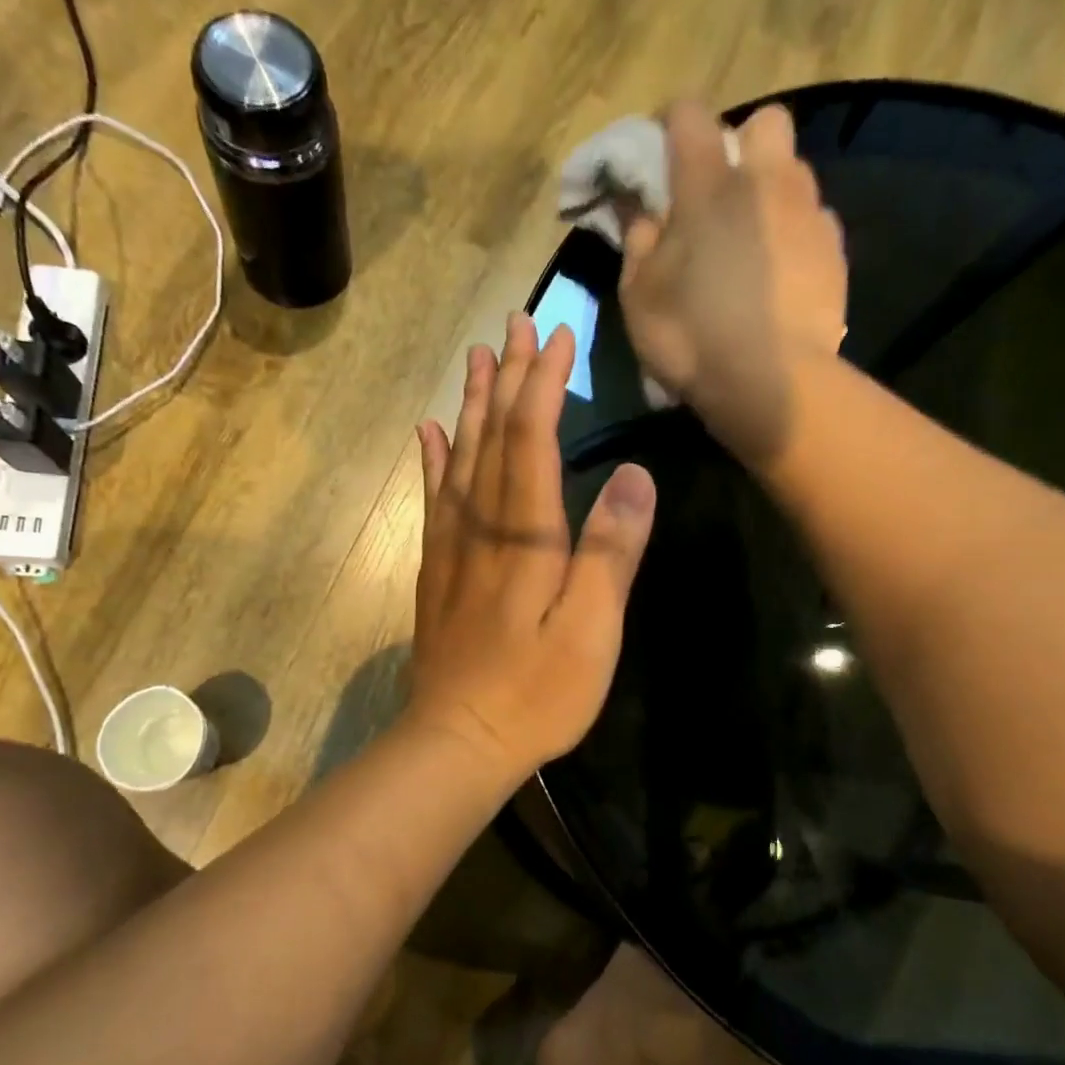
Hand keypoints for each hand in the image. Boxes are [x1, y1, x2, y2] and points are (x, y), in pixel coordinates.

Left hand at [409, 314, 656, 778]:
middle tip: (517, 324)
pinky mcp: (437, 572)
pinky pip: (434, 500)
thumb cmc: (536, 692)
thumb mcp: (592, 631)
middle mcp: (481, 527)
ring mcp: (451, 549)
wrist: (459, 740)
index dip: (545, 385)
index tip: (560, 336)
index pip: (532, 440)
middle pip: (491, 437)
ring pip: (459, 459)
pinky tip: (430, 434)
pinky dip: (433, 460)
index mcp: (524, 536)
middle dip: (508, 378)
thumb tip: (635, 476)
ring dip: (471, 405)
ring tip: (476, 359)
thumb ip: (611, 553)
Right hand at [619, 101, 846, 465]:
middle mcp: (765, 181)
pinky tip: (781, 275)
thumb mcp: (639, 297)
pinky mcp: (835, 250)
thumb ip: (638, 243)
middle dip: (743, 143)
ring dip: (772, 191)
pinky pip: (814, 221)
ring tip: (753, 241)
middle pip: (765, 122)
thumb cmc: (691, 337)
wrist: (770, 382)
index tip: (662, 154)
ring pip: (795, 172)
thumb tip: (642, 213)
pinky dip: (795, 236)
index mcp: (709, 185)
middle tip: (722, 195)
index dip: (672, 124)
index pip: (689, 115)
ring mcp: (808, 213)